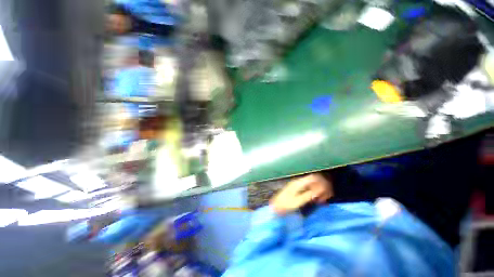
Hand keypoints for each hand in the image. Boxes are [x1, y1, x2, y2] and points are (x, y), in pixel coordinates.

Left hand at [270, 174, 333, 214]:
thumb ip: (308, 195)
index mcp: (299, 183)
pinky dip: (314, 192)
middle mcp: (299, 181)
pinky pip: (309, 187)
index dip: (322, 183)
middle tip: (324, 199)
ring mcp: (298, 185)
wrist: (276, 206)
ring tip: (321, 201)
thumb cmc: (286, 204)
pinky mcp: (298, 189)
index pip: (314, 177)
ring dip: (319, 190)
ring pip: (313, 184)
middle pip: (314, 180)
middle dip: (322, 187)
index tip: (325, 193)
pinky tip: (316, 200)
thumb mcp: (298, 201)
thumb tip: (319, 191)